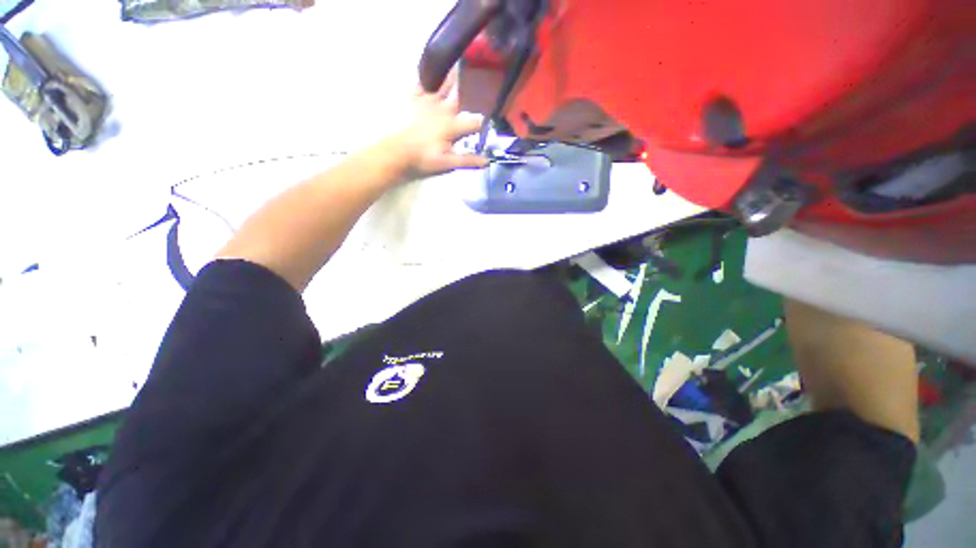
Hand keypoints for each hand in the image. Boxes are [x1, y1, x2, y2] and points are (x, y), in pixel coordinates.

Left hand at [390, 72, 487, 180]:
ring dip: (452, 75)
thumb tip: (487, 161)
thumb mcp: (448, 163)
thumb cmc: (423, 158)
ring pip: (443, 84)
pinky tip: (430, 66)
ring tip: (460, 62)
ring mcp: (427, 102)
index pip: (474, 122)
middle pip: (461, 96)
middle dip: (472, 89)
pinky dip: (427, 74)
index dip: (483, 123)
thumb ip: (468, 161)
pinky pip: (421, 82)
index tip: (489, 121)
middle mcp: (443, 110)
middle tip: (481, 76)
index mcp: (453, 126)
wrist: (396, 151)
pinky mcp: (414, 99)